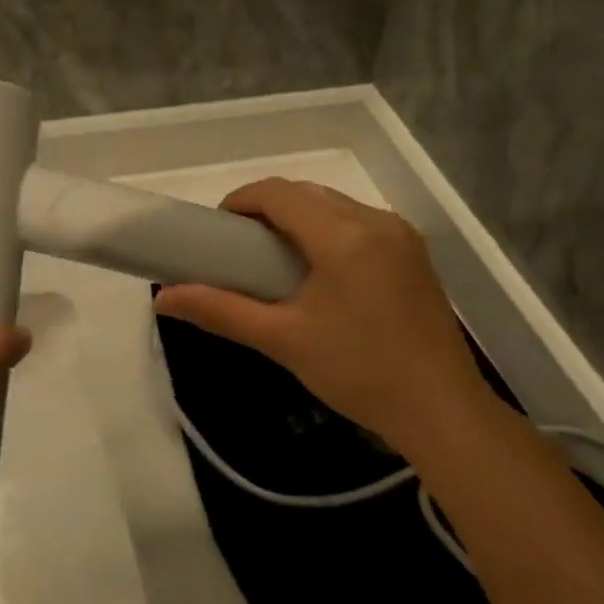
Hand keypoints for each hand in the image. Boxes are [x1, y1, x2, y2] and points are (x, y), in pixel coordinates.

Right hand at [154, 179, 492, 451]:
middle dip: (267, 210)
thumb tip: (162, 298)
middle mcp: (375, 220)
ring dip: (299, 219)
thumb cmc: (357, 372)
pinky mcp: (414, 253)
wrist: (441, 410)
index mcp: (343, 235)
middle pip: (306, 193)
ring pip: (335, 204)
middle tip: (241, 249)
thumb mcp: (282, 340)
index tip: (217, 231)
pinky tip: (320, 272)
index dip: (240, 201)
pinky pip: (360, 222)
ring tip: (275, 261)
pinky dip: (328, 231)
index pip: (278, 193)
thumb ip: (220, 311)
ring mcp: (401, 234)